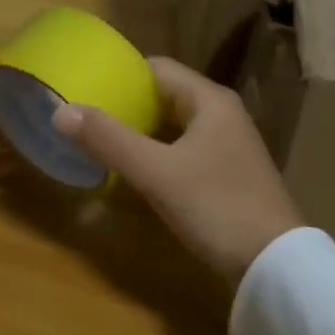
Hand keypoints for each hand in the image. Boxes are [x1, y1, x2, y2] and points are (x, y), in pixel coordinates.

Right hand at [51, 58, 301, 286]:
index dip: (120, 74)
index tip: (85, 85)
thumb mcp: (156, 173)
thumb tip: (60, 110)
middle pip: (165, 95)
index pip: (157, 68)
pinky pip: (183, 149)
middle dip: (126, 103)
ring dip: (140, 130)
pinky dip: (157, 152)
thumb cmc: (217, 207)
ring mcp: (228, 145)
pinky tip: (134, 169)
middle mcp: (222, 114)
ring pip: (173, 125)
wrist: (274, 266)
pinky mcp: (227, 174)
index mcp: (210, 100)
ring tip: (100, 139)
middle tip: (85, 115)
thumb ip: (109, 140)